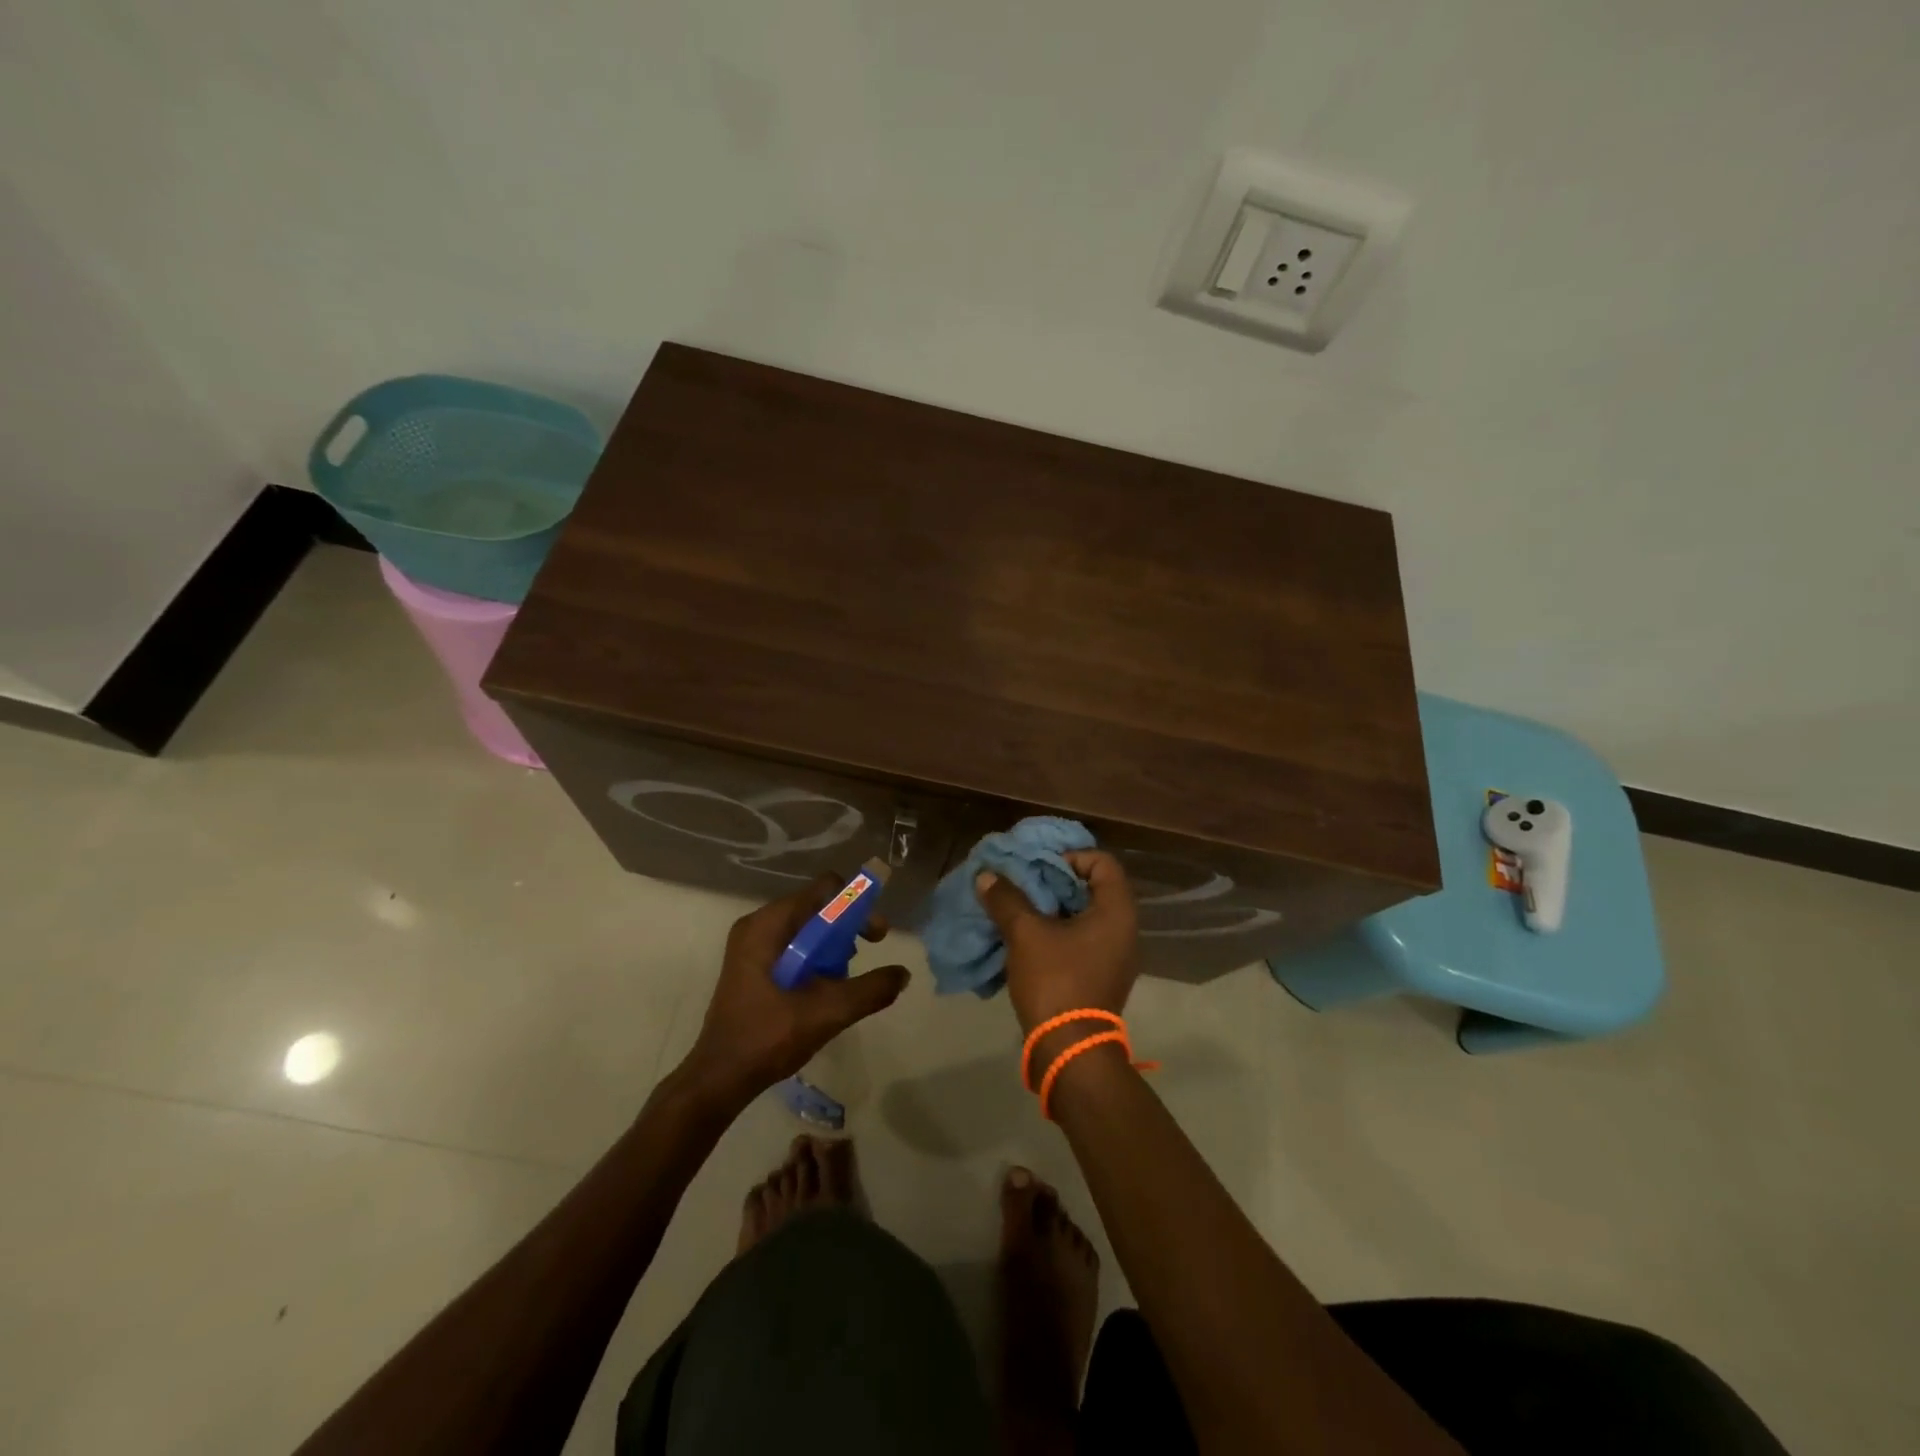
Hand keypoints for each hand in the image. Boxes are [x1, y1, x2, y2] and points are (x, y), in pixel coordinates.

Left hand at [676, 875, 910, 1110]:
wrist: (719, 1079)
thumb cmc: (767, 1038)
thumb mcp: (826, 1013)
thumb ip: (869, 990)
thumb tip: (903, 974)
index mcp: (768, 925)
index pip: (823, 889)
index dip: (856, 905)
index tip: (875, 934)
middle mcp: (758, 926)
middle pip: (816, 907)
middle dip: (848, 926)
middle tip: (870, 951)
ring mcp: (751, 946)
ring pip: (806, 928)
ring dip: (833, 945)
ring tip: (845, 976)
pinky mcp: (752, 966)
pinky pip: (794, 946)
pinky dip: (815, 958)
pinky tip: (825, 988)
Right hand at [975, 849, 1139, 1043]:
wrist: (1069, 1050)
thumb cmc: (1056, 981)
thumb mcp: (1026, 934)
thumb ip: (1007, 899)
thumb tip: (987, 875)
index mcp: (1116, 911)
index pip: (1103, 862)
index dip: (1071, 856)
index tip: (1040, 867)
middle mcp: (1124, 929)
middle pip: (1093, 887)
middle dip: (1056, 881)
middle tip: (1024, 882)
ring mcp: (1114, 955)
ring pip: (1084, 915)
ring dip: (1053, 907)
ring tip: (1020, 907)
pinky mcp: (1100, 975)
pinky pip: (1081, 939)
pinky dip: (1057, 931)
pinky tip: (1028, 936)